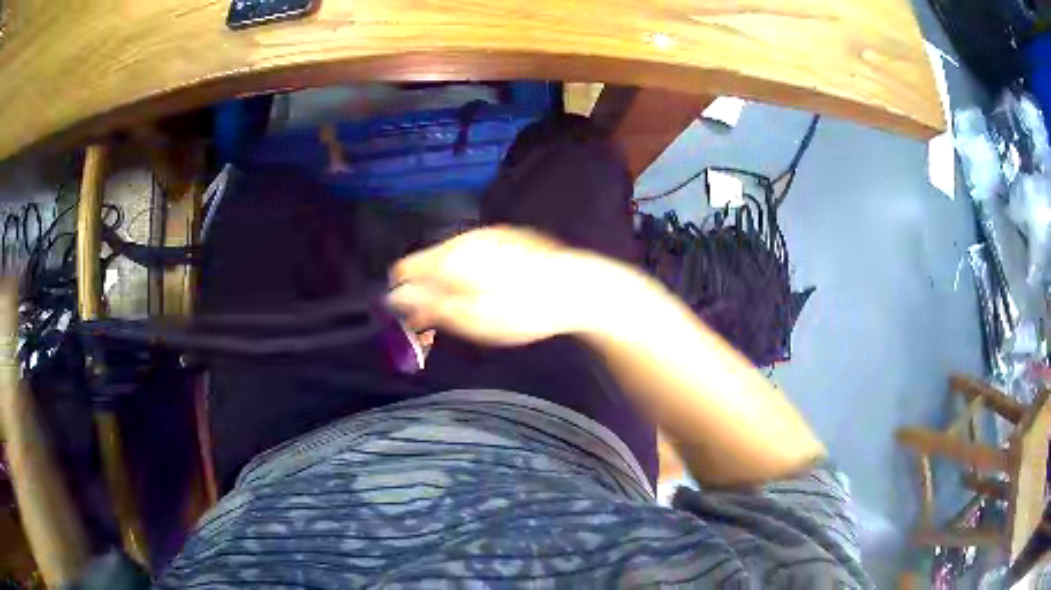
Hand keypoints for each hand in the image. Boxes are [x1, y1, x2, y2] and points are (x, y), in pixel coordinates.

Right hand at [388, 226, 619, 346]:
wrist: (575, 287)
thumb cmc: (521, 310)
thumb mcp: (472, 318)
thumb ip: (430, 306)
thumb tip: (395, 298)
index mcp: (449, 257)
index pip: (404, 269)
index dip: (403, 294)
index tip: (415, 318)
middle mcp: (464, 238)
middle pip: (428, 262)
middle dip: (428, 289)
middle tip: (446, 320)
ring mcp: (488, 234)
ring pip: (451, 256)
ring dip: (450, 281)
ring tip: (474, 307)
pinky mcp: (508, 235)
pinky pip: (475, 252)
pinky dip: (472, 270)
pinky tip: (494, 289)